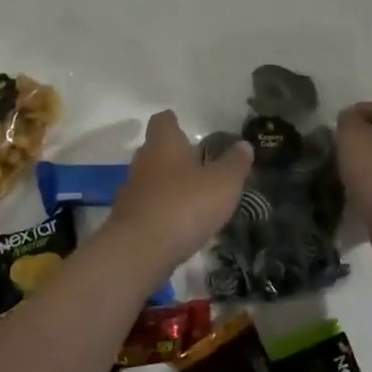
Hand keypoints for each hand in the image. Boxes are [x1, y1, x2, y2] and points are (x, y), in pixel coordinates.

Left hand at [106, 111, 252, 267]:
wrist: (140, 250)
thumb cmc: (185, 205)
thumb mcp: (223, 184)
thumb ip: (235, 164)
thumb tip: (244, 144)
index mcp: (164, 144)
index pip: (163, 121)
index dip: (173, 122)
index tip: (184, 126)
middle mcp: (143, 161)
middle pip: (155, 150)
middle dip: (174, 155)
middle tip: (198, 164)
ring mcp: (132, 191)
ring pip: (151, 179)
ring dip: (168, 185)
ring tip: (193, 197)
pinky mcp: (127, 219)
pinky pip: (148, 207)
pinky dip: (162, 210)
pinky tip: (179, 224)